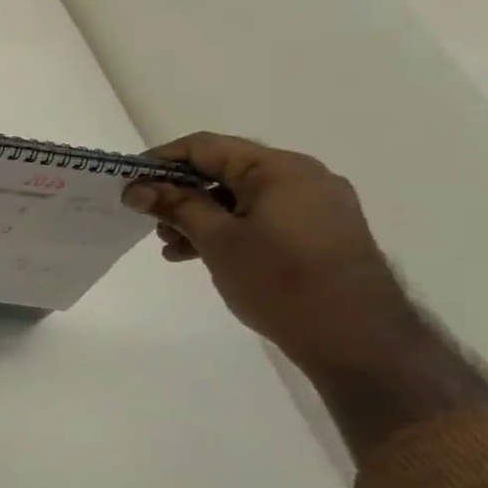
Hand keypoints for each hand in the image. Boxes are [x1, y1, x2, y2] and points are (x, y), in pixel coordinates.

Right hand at [122, 133, 425, 376]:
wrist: (359, 340)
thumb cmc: (281, 282)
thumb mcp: (216, 240)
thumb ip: (175, 206)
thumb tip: (137, 187)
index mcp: (280, 169)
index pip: (205, 147)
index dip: (160, 161)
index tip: (128, 185)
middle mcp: (302, 177)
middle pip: (222, 170)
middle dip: (178, 193)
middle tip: (148, 220)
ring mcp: (315, 205)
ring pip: (238, 197)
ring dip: (198, 215)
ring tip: (170, 245)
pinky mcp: (319, 232)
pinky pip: (259, 216)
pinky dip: (226, 228)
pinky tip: (199, 254)